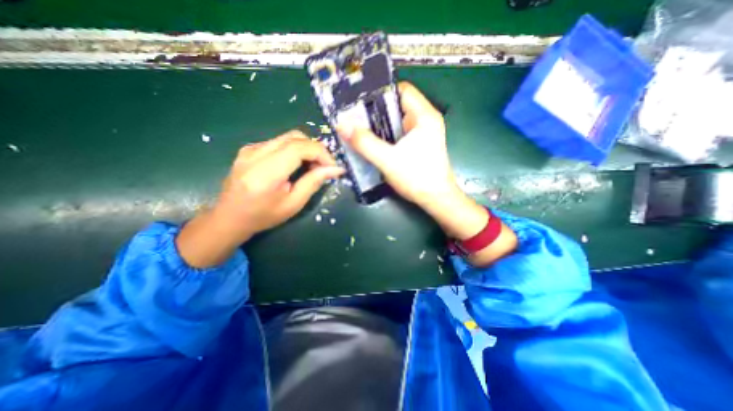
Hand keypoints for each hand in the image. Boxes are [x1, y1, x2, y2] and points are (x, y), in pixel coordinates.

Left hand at [176, 129, 343, 268]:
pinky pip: (280, 141)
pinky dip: (295, 150)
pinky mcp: (250, 148)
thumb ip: (314, 182)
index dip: (321, 153)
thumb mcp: (294, 204)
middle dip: (316, 150)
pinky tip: (296, 165)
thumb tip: (335, 169)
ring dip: (307, 149)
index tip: (333, 167)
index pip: (299, 148)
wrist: (229, 216)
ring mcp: (251, 148)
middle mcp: (255, 153)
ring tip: (311, 167)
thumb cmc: (263, 216)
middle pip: (295, 137)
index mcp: (266, 172)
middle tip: (323, 167)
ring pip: (289, 137)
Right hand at [335, 81, 455, 208]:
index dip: (380, 93)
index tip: (360, 102)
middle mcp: (426, 120)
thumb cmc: (417, 178)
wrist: (436, 200)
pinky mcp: (420, 145)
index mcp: (424, 116)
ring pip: (397, 121)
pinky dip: (387, 136)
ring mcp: (423, 133)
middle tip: (355, 118)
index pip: (401, 90)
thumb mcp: (388, 160)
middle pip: (397, 106)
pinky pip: (400, 133)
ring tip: (360, 130)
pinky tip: (374, 144)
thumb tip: (342, 125)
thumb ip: (365, 143)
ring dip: (380, 125)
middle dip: (376, 111)